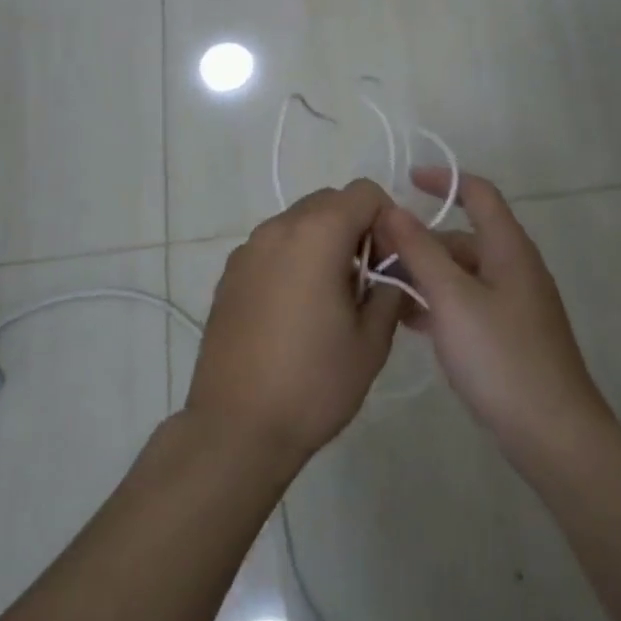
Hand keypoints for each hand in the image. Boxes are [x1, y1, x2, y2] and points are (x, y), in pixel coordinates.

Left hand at [186, 180, 405, 465]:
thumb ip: (390, 289)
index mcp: (317, 234)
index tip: (390, 263)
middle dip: (355, 228)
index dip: (387, 220)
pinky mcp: (229, 275)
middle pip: (329, 202)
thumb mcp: (372, 340)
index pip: (364, 193)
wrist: (236, 428)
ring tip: (330, 299)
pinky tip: (295, 311)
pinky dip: (293, 260)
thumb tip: (391, 269)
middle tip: (366, 280)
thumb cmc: (313, 383)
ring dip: (323, 243)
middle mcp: (278, 229)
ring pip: (298, 224)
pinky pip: (273, 248)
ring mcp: (247, 250)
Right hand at [375, 169, 611, 460]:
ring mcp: (513, 304)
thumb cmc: (501, 356)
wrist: (553, 434)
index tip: (405, 180)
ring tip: (380, 287)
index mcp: (508, 248)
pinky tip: (407, 321)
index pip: (478, 193)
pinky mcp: (508, 335)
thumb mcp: (452, 298)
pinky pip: (466, 304)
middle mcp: (514, 268)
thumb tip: (391, 208)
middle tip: (374, 253)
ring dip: (424, 274)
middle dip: (420, 240)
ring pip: (461, 274)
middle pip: (463, 238)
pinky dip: (438, 303)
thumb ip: (420, 251)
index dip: (443, 181)